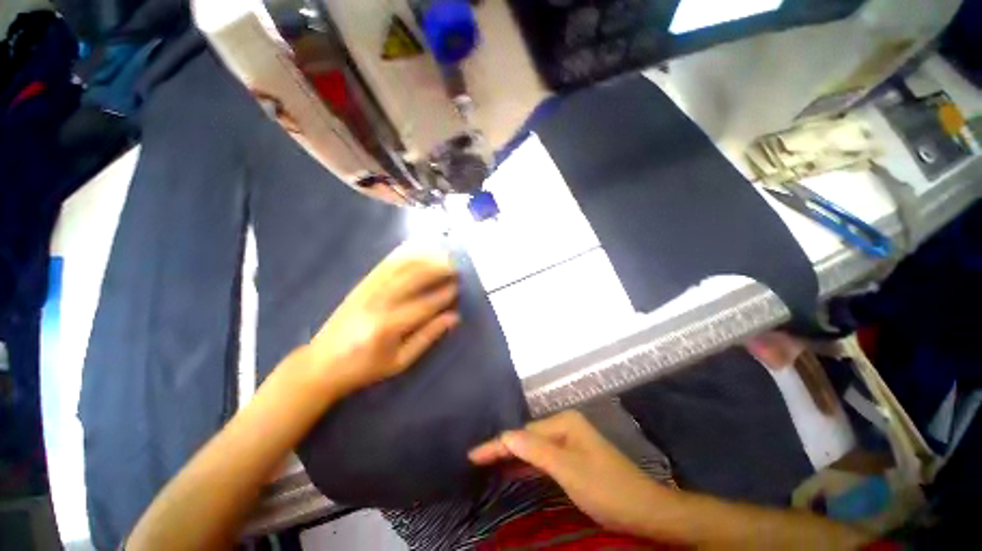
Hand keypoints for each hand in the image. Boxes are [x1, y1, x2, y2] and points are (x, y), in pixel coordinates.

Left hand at [305, 243, 459, 395]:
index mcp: (388, 327)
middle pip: (413, 279)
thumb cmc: (364, 368)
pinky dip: (403, 257)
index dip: (444, 295)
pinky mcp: (359, 286)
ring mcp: (366, 291)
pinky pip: (384, 266)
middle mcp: (377, 303)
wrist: (321, 365)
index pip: (424, 305)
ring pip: (400, 268)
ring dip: (423, 259)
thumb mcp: (400, 361)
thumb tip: (453, 318)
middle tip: (455, 267)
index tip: (458, 287)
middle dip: (437, 270)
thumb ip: (427, 337)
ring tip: (442, 256)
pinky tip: (416, 252)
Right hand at [469, 411, 666, 537]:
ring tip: (487, 462)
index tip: (472, 454)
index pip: (523, 433)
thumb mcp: (568, 470)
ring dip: (513, 456)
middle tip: (476, 458)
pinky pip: (543, 457)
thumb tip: (504, 436)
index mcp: (564, 422)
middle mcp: (565, 426)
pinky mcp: (572, 457)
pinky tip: (513, 469)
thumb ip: (535, 451)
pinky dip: (527, 464)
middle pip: (527, 437)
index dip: (498, 445)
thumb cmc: (606, 488)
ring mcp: (569, 441)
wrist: (644, 509)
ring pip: (533, 447)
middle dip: (503, 448)